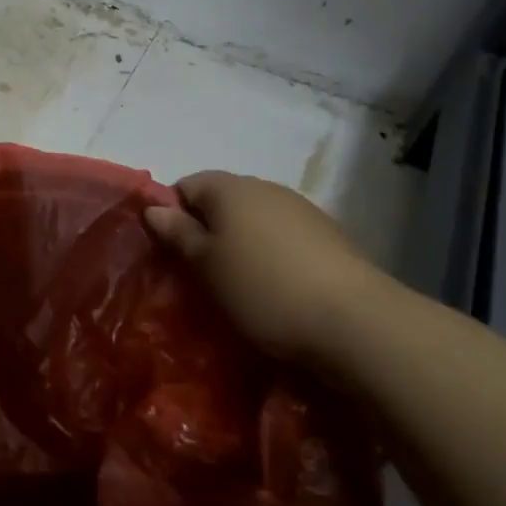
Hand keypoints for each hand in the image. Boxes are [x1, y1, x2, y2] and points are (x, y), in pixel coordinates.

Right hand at [144, 170, 391, 365]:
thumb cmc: (261, 289)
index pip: (187, 185)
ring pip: (253, 220)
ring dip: (238, 244)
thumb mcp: (205, 266)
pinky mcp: (328, 236)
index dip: (172, 214)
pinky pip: (282, 238)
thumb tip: (153, 208)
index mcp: (231, 188)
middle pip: (222, 201)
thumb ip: (177, 234)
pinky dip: (269, 255)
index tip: (171, 252)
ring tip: (236, 285)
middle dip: (205, 230)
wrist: (352, 321)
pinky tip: (273, 288)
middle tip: (198, 273)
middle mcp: (267, 188)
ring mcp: (302, 210)